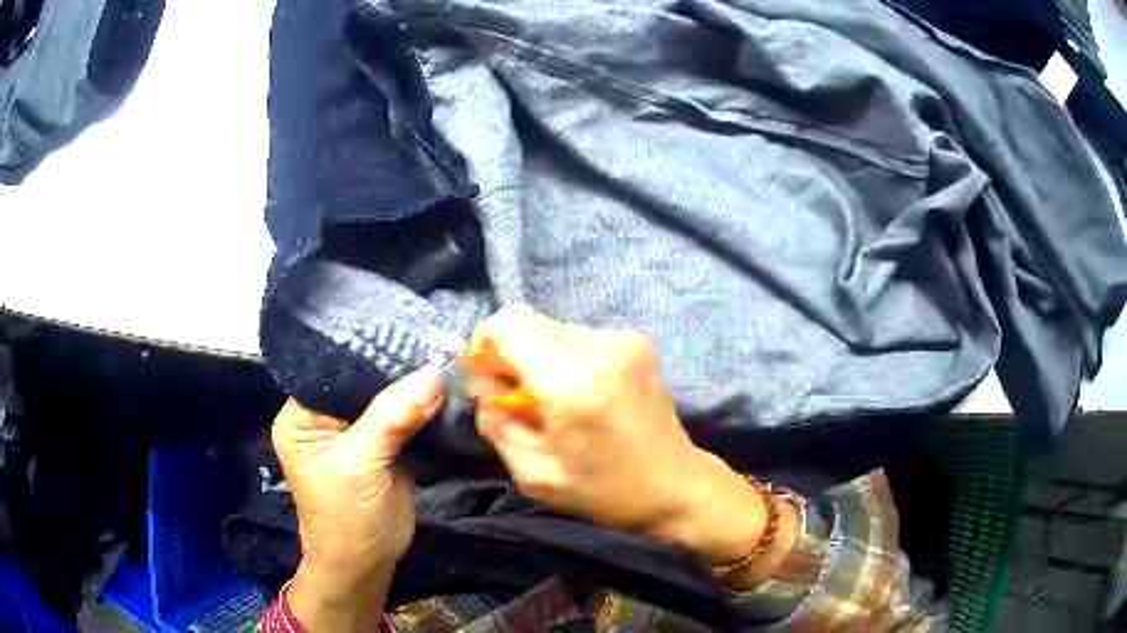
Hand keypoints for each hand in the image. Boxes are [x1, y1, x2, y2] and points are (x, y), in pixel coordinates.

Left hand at [272, 367, 443, 631]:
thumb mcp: (359, 463)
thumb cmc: (346, 515)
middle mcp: (327, 418)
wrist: (367, 563)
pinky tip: (447, 391)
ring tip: (447, 360)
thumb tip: (434, 373)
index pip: (334, 370)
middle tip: (436, 342)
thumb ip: (393, 416)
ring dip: (415, 389)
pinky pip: (406, 420)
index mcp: (302, 415)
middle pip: (364, 383)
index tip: (407, 332)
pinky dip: (425, 411)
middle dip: (397, 370)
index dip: (368, 353)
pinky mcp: (385, 448)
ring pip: (388, 400)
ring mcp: (358, 433)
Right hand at [467, 306, 791, 580]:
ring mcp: (623, 340)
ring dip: (537, 357)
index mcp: (572, 383)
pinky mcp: (636, 342)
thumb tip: (485, 386)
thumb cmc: (605, 491)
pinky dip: (563, 358)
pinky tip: (579, 393)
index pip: (506, 327)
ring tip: (552, 400)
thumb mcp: (535, 475)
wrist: (677, 485)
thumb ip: (497, 424)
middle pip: (526, 321)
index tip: (487, 381)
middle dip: (509, 354)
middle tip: (516, 397)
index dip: (484, 347)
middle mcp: (599, 348)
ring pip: (550, 328)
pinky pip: (577, 337)